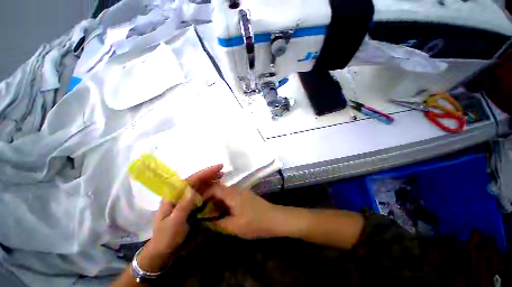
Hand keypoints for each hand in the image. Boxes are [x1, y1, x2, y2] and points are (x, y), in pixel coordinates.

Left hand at [138, 164, 222, 271]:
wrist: (162, 251)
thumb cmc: (166, 238)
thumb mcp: (175, 223)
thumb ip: (184, 205)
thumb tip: (193, 188)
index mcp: (173, 195)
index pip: (191, 179)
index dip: (205, 173)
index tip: (218, 168)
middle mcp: (178, 194)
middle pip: (195, 180)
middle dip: (209, 174)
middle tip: (222, 171)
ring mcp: (183, 199)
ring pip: (198, 185)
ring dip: (210, 180)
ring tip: (221, 177)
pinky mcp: (188, 204)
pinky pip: (200, 193)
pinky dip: (208, 188)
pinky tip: (215, 187)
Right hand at [207, 185, 279, 238]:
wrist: (274, 218)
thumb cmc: (254, 222)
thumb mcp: (234, 226)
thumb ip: (218, 223)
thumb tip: (205, 221)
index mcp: (232, 194)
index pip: (213, 188)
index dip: (203, 195)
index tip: (195, 205)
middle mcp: (236, 189)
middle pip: (218, 190)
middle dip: (209, 200)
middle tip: (201, 212)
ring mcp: (241, 191)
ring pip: (224, 193)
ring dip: (216, 202)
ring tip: (210, 214)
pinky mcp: (245, 195)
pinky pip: (231, 196)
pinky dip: (224, 203)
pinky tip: (222, 213)